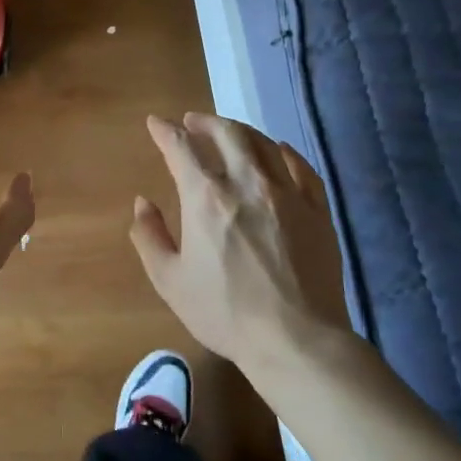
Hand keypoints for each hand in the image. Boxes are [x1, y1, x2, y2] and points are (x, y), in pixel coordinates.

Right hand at [130, 112, 354, 375]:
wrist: (296, 340)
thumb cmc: (225, 312)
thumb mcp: (170, 281)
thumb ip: (149, 236)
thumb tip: (142, 203)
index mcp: (205, 197)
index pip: (181, 147)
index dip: (165, 130)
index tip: (156, 123)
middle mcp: (246, 183)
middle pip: (226, 133)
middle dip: (205, 121)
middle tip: (192, 121)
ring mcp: (287, 193)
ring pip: (263, 143)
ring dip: (241, 130)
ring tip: (229, 132)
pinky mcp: (317, 210)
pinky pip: (300, 167)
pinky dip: (284, 152)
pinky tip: (278, 151)